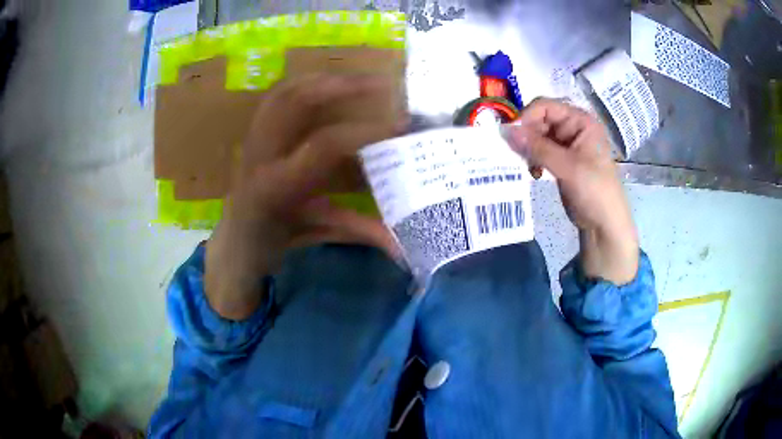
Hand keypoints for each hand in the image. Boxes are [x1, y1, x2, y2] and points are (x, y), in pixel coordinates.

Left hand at [205, 74, 403, 319]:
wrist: (234, 242)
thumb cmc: (272, 242)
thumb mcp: (317, 233)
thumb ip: (358, 231)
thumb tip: (402, 245)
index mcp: (278, 185)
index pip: (325, 144)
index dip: (365, 132)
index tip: (400, 126)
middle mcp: (261, 154)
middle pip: (297, 100)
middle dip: (342, 85)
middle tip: (381, 83)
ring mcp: (252, 139)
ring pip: (284, 92)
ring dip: (323, 78)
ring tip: (357, 78)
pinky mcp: (252, 134)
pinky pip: (277, 97)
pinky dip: (305, 85)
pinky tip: (326, 84)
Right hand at [502, 98, 638, 284]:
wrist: (605, 225)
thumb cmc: (594, 191)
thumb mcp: (567, 167)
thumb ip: (537, 147)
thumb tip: (504, 131)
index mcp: (580, 121)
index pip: (545, 106)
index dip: (526, 117)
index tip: (511, 137)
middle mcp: (573, 128)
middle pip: (539, 120)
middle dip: (526, 136)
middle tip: (517, 156)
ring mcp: (567, 145)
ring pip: (537, 137)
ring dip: (529, 149)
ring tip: (528, 167)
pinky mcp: (561, 161)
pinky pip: (540, 152)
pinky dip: (533, 160)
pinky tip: (534, 174)